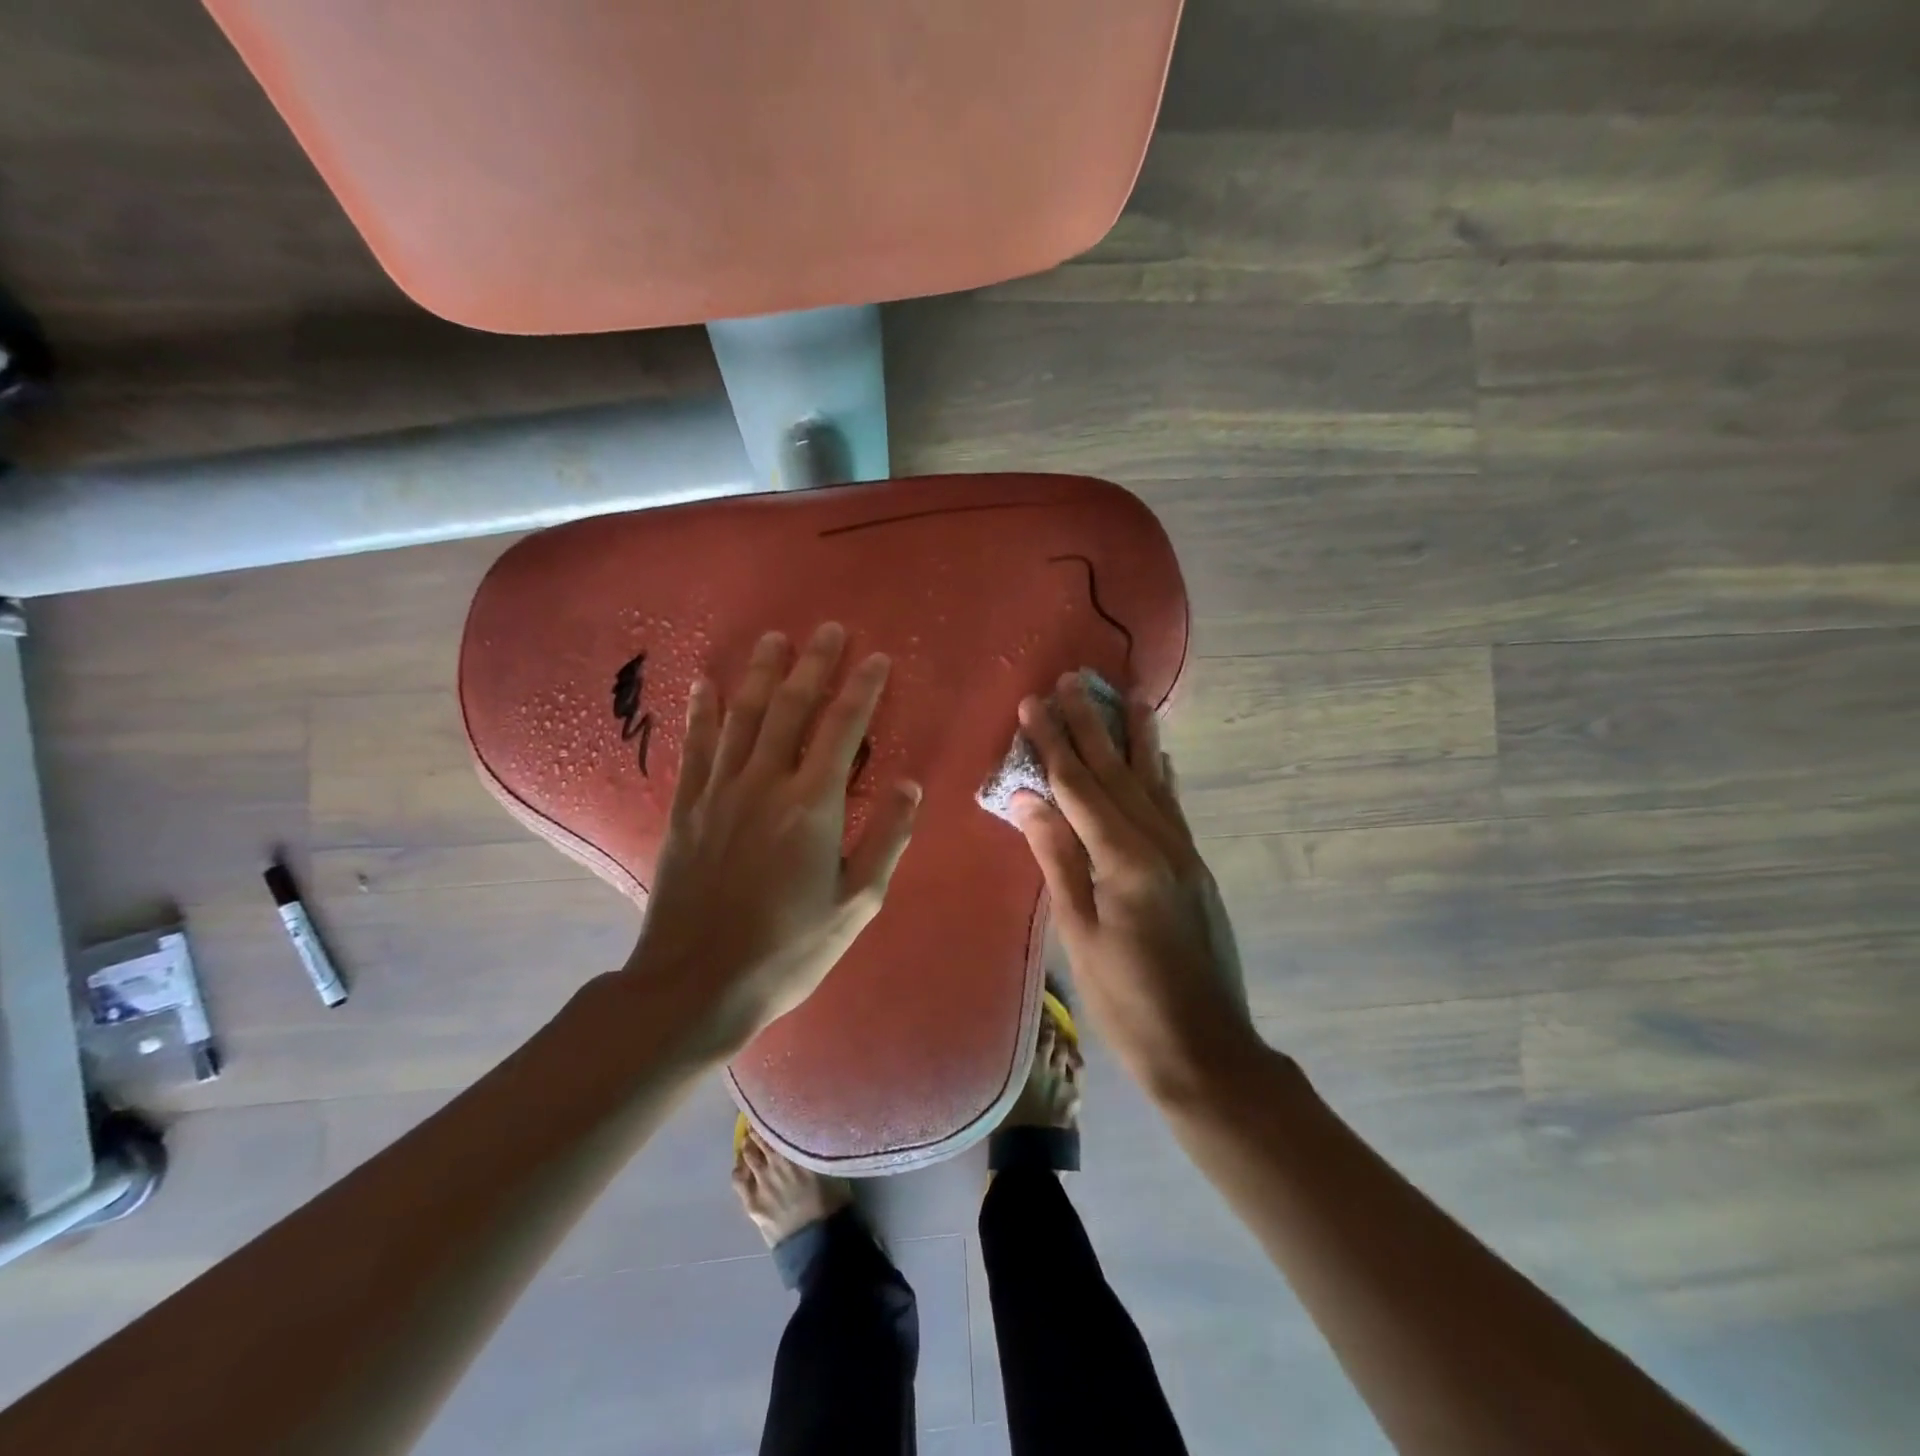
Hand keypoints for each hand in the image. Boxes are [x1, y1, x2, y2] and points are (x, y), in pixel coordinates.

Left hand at [628, 623, 920, 1053]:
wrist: (697, 983)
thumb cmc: (788, 949)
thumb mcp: (856, 905)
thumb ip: (886, 839)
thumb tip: (909, 784)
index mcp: (812, 806)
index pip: (842, 729)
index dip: (862, 688)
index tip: (876, 657)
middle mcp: (765, 783)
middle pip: (791, 707)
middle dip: (813, 664)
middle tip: (827, 630)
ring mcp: (720, 792)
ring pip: (742, 716)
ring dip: (760, 673)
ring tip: (773, 638)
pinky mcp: (687, 808)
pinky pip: (697, 747)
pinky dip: (702, 712)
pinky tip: (705, 684)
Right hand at [1012, 672, 1255, 1100]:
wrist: (1205, 1049)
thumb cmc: (1127, 1000)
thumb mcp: (1079, 933)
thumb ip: (1057, 859)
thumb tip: (1027, 798)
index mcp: (1125, 859)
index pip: (1079, 787)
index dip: (1054, 743)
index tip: (1034, 703)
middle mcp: (1160, 843)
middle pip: (1116, 773)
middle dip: (1091, 724)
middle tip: (1074, 679)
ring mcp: (1183, 853)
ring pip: (1152, 781)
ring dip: (1135, 737)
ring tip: (1129, 695)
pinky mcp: (1194, 868)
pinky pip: (1172, 807)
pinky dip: (1161, 775)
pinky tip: (1160, 756)